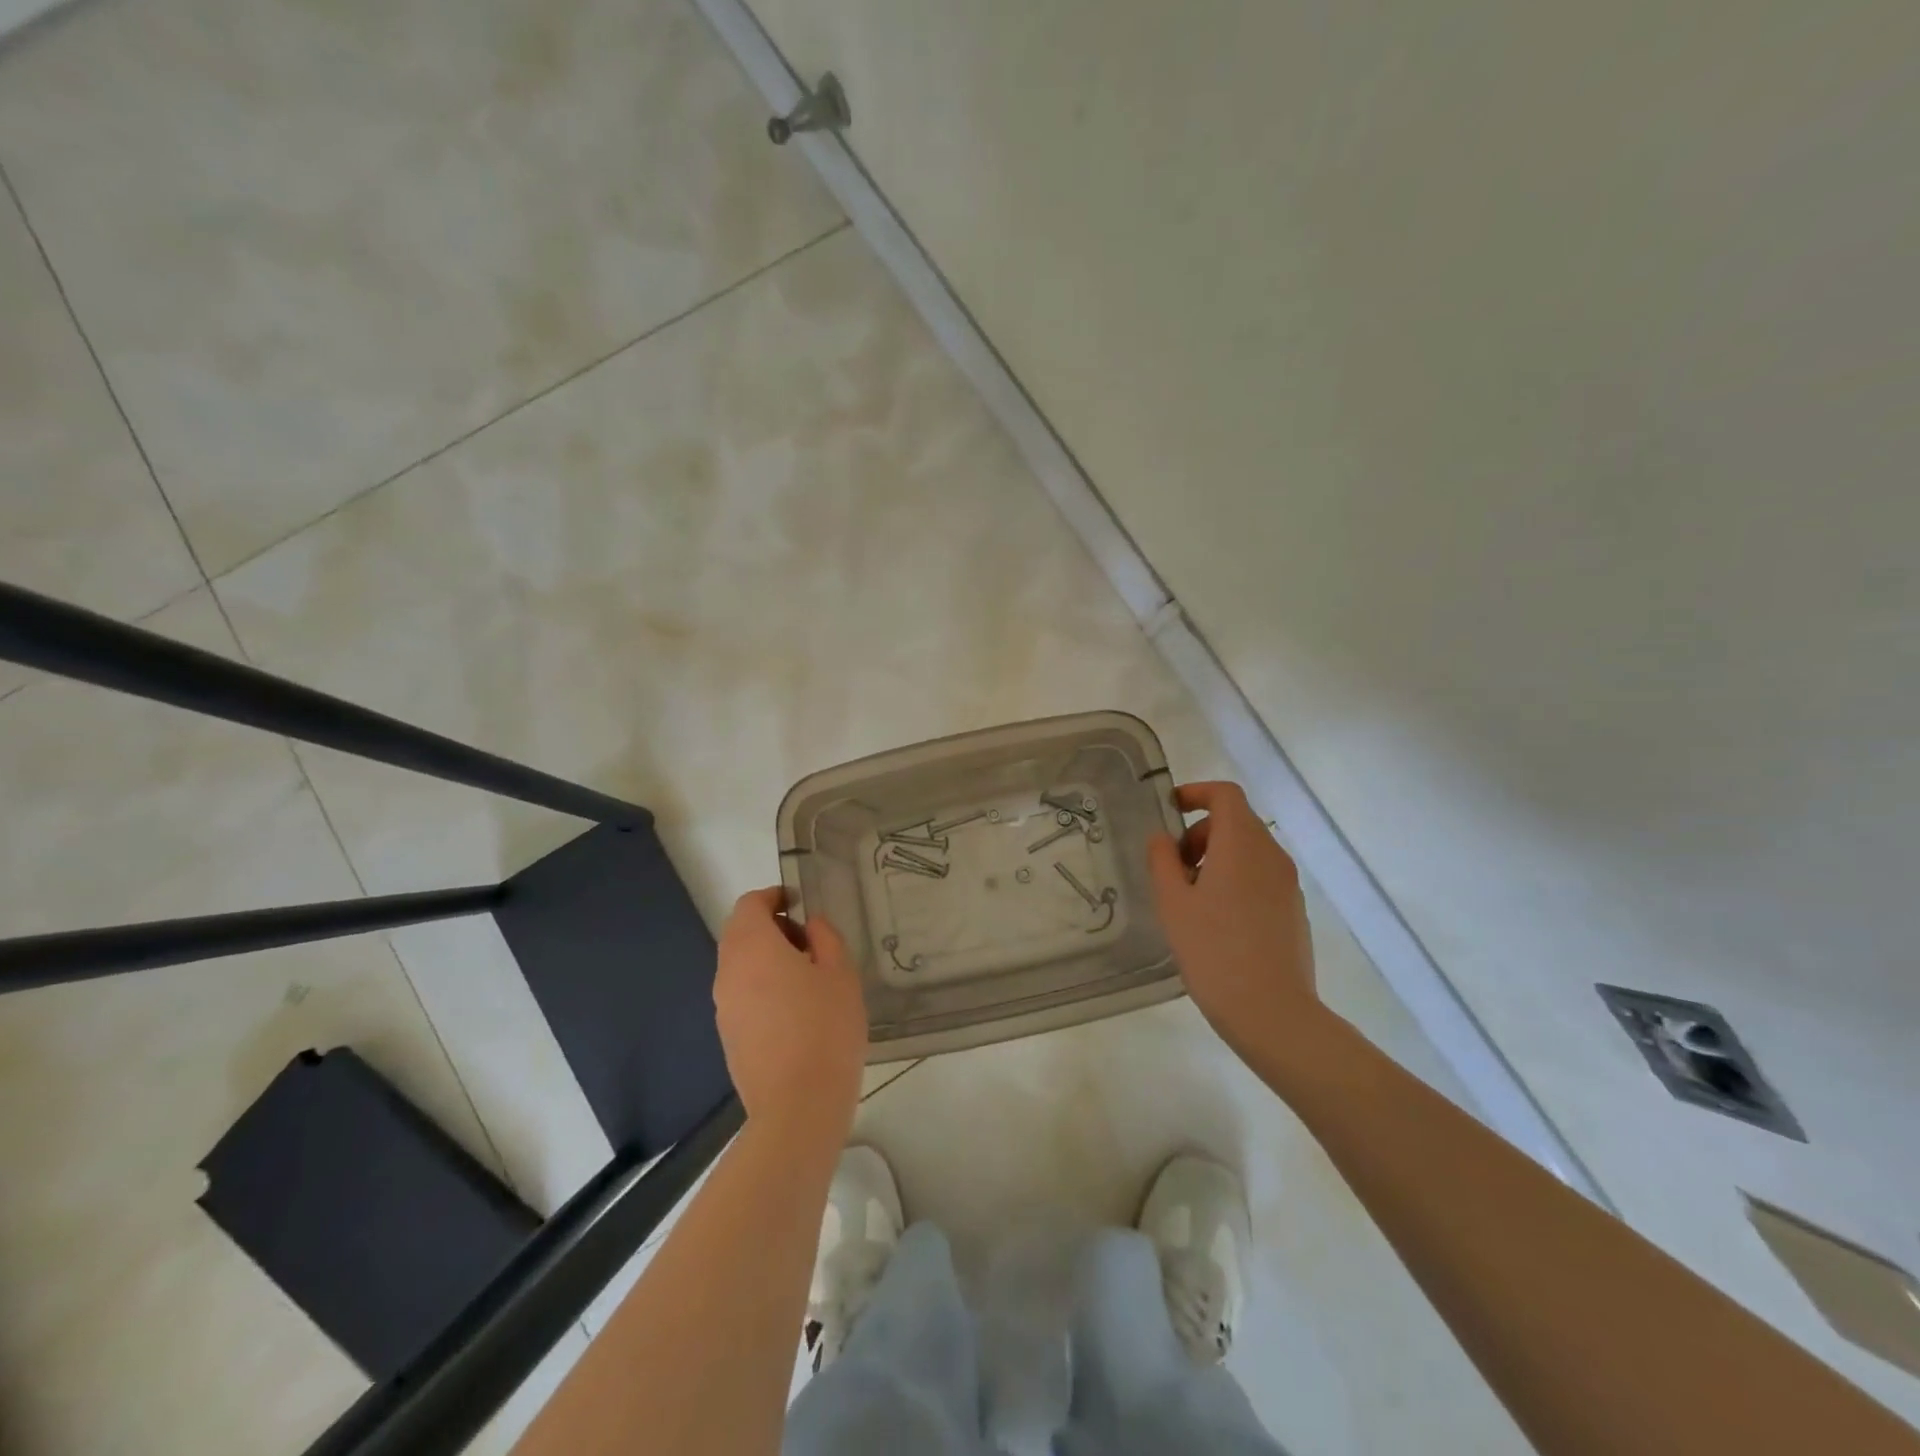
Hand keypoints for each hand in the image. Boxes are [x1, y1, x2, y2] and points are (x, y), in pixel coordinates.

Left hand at [713, 888, 867, 1138]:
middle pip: (740, 933)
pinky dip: (762, 986)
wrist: (797, 1106)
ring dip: (767, 958)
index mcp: (752, 948)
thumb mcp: (840, 973)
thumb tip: (810, 925)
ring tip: (807, 978)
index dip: (773, 897)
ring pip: (739, 965)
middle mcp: (728, 972)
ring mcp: (723, 1007)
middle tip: (810, 942)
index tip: (800, 905)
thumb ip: (825, 937)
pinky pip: (741, 994)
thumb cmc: (825, 1028)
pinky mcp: (727, 1036)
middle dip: (771, 928)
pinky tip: (795, 1011)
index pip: (750, 904)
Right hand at [1148, 781, 1321, 1058]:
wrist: (1272, 1012)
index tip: (1170, 810)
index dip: (1196, 793)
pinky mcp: (1293, 910)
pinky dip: (1235, 879)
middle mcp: (1271, 855)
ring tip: (1190, 898)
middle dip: (1200, 832)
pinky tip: (1216, 920)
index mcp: (1242, 844)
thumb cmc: (1213, 951)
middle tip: (1173, 867)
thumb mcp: (1173, 903)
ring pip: (1249, 850)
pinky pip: (1260, 876)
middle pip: (1236, 822)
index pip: (1225, 795)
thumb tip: (1163, 838)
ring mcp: (1287, 884)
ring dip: (1216, 857)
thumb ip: (1163, 860)